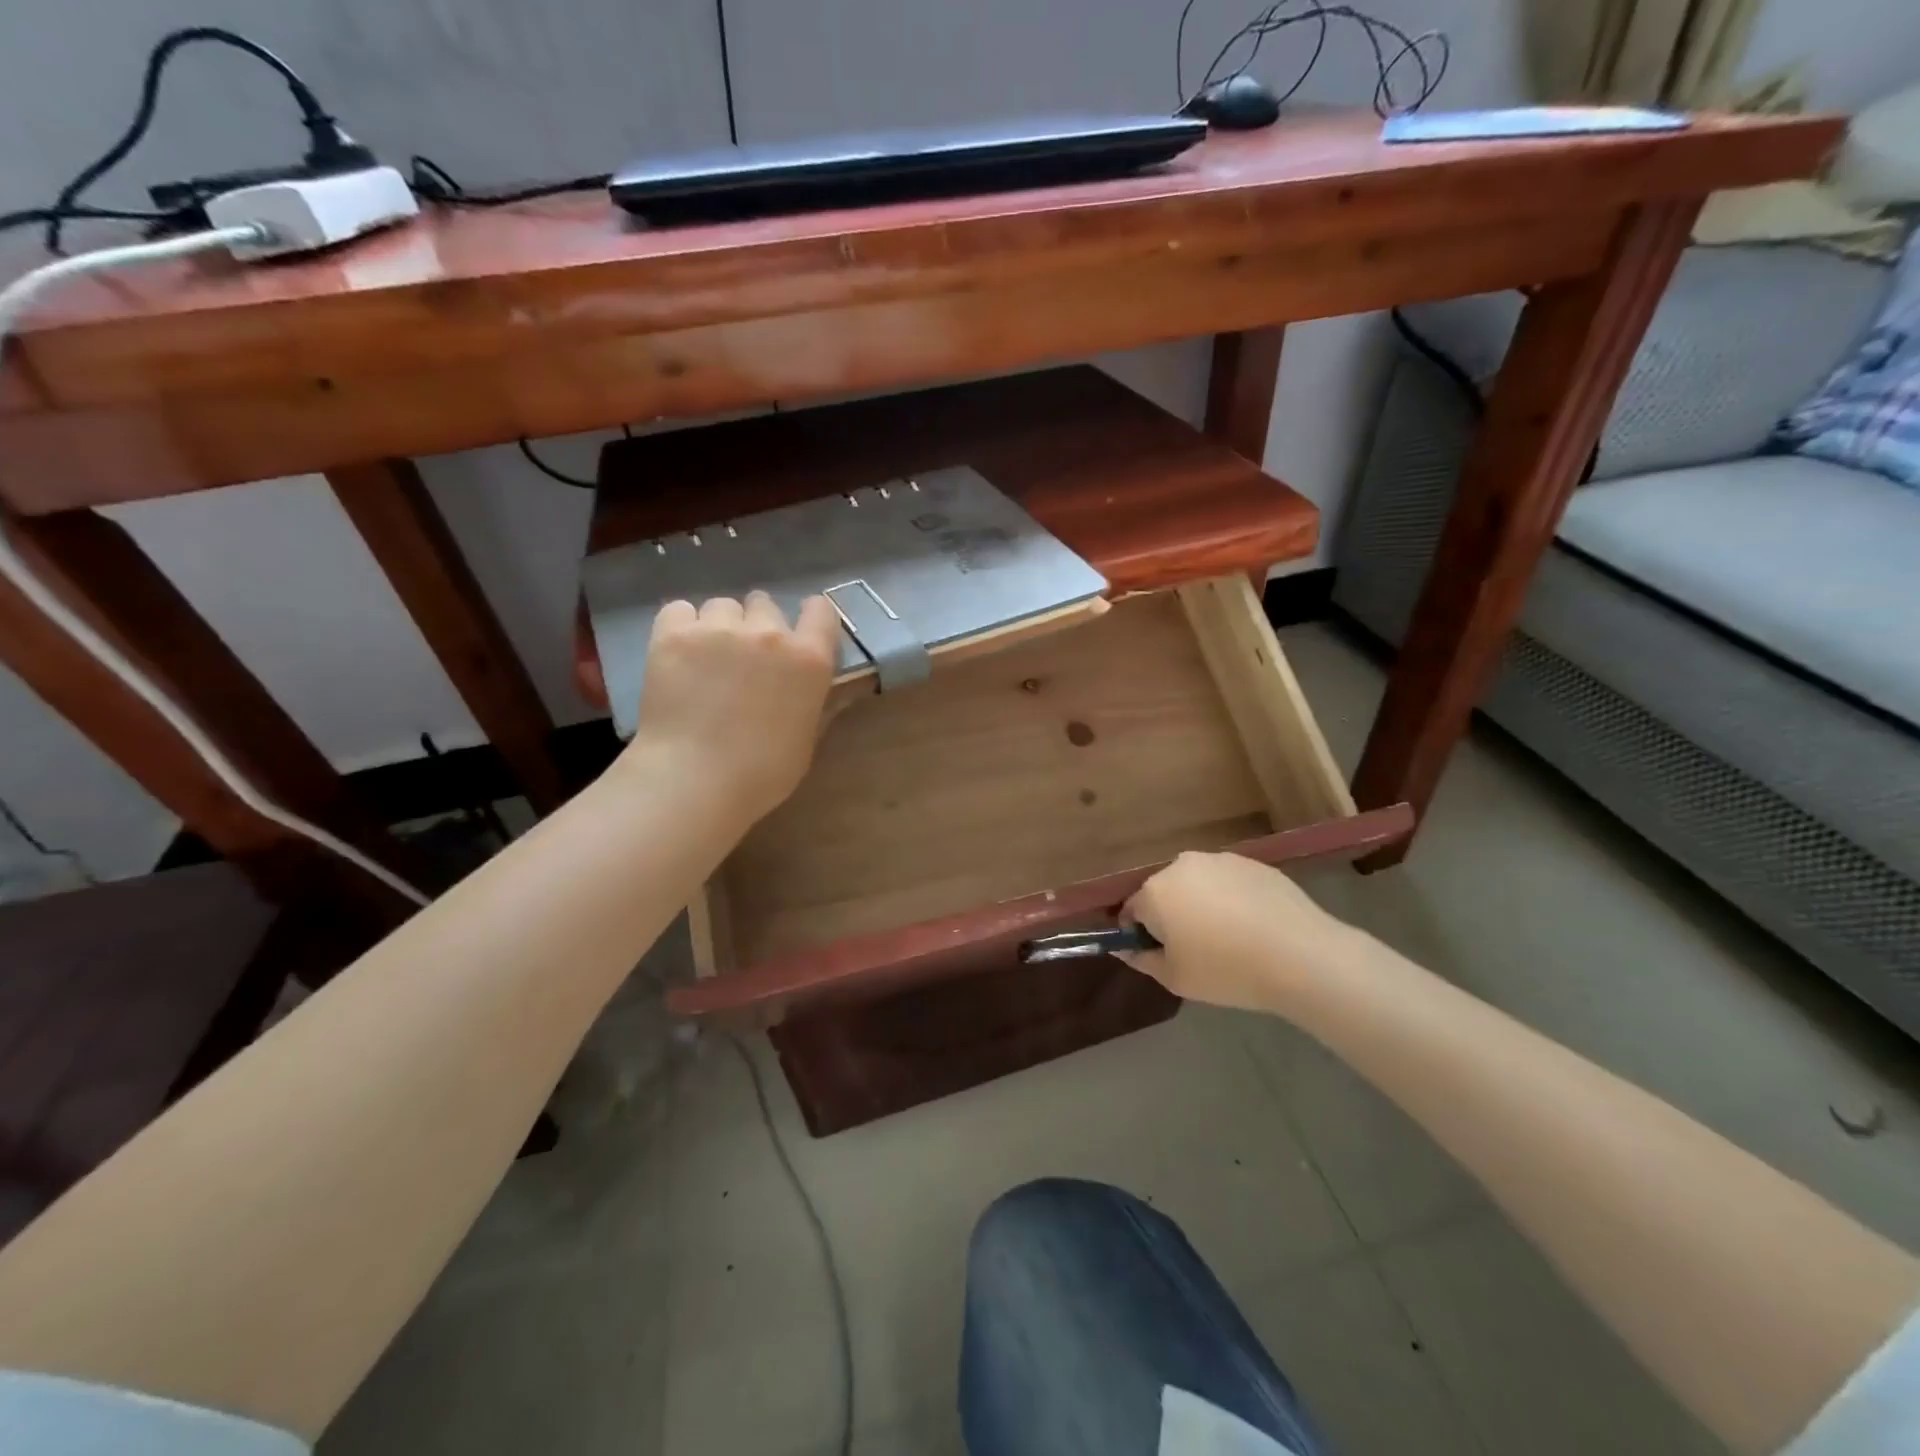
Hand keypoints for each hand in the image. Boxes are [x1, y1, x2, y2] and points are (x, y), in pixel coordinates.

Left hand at [624, 592, 840, 822]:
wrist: (694, 779)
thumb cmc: (762, 773)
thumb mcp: (806, 740)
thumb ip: (814, 703)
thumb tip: (818, 690)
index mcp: (809, 660)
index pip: (821, 611)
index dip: (811, 618)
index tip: (800, 634)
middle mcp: (769, 633)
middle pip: (764, 603)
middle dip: (758, 625)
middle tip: (745, 659)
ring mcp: (718, 629)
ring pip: (722, 606)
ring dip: (719, 626)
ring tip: (706, 659)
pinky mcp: (673, 634)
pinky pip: (679, 610)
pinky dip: (681, 626)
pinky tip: (678, 653)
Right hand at [1118, 851, 1361, 1013]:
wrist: (1300, 956)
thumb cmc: (1226, 970)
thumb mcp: (1175, 978)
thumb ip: (1142, 959)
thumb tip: (1125, 947)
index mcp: (1155, 891)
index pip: (1132, 910)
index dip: (1140, 934)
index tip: (1159, 955)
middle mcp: (1182, 865)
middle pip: (1164, 892)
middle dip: (1171, 915)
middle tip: (1194, 949)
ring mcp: (1220, 860)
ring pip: (1198, 884)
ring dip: (1201, 904)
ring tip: (1228, 938)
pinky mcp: (1253, 863)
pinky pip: (1229, 882)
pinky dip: (1232, 899)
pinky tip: (1253, 926)